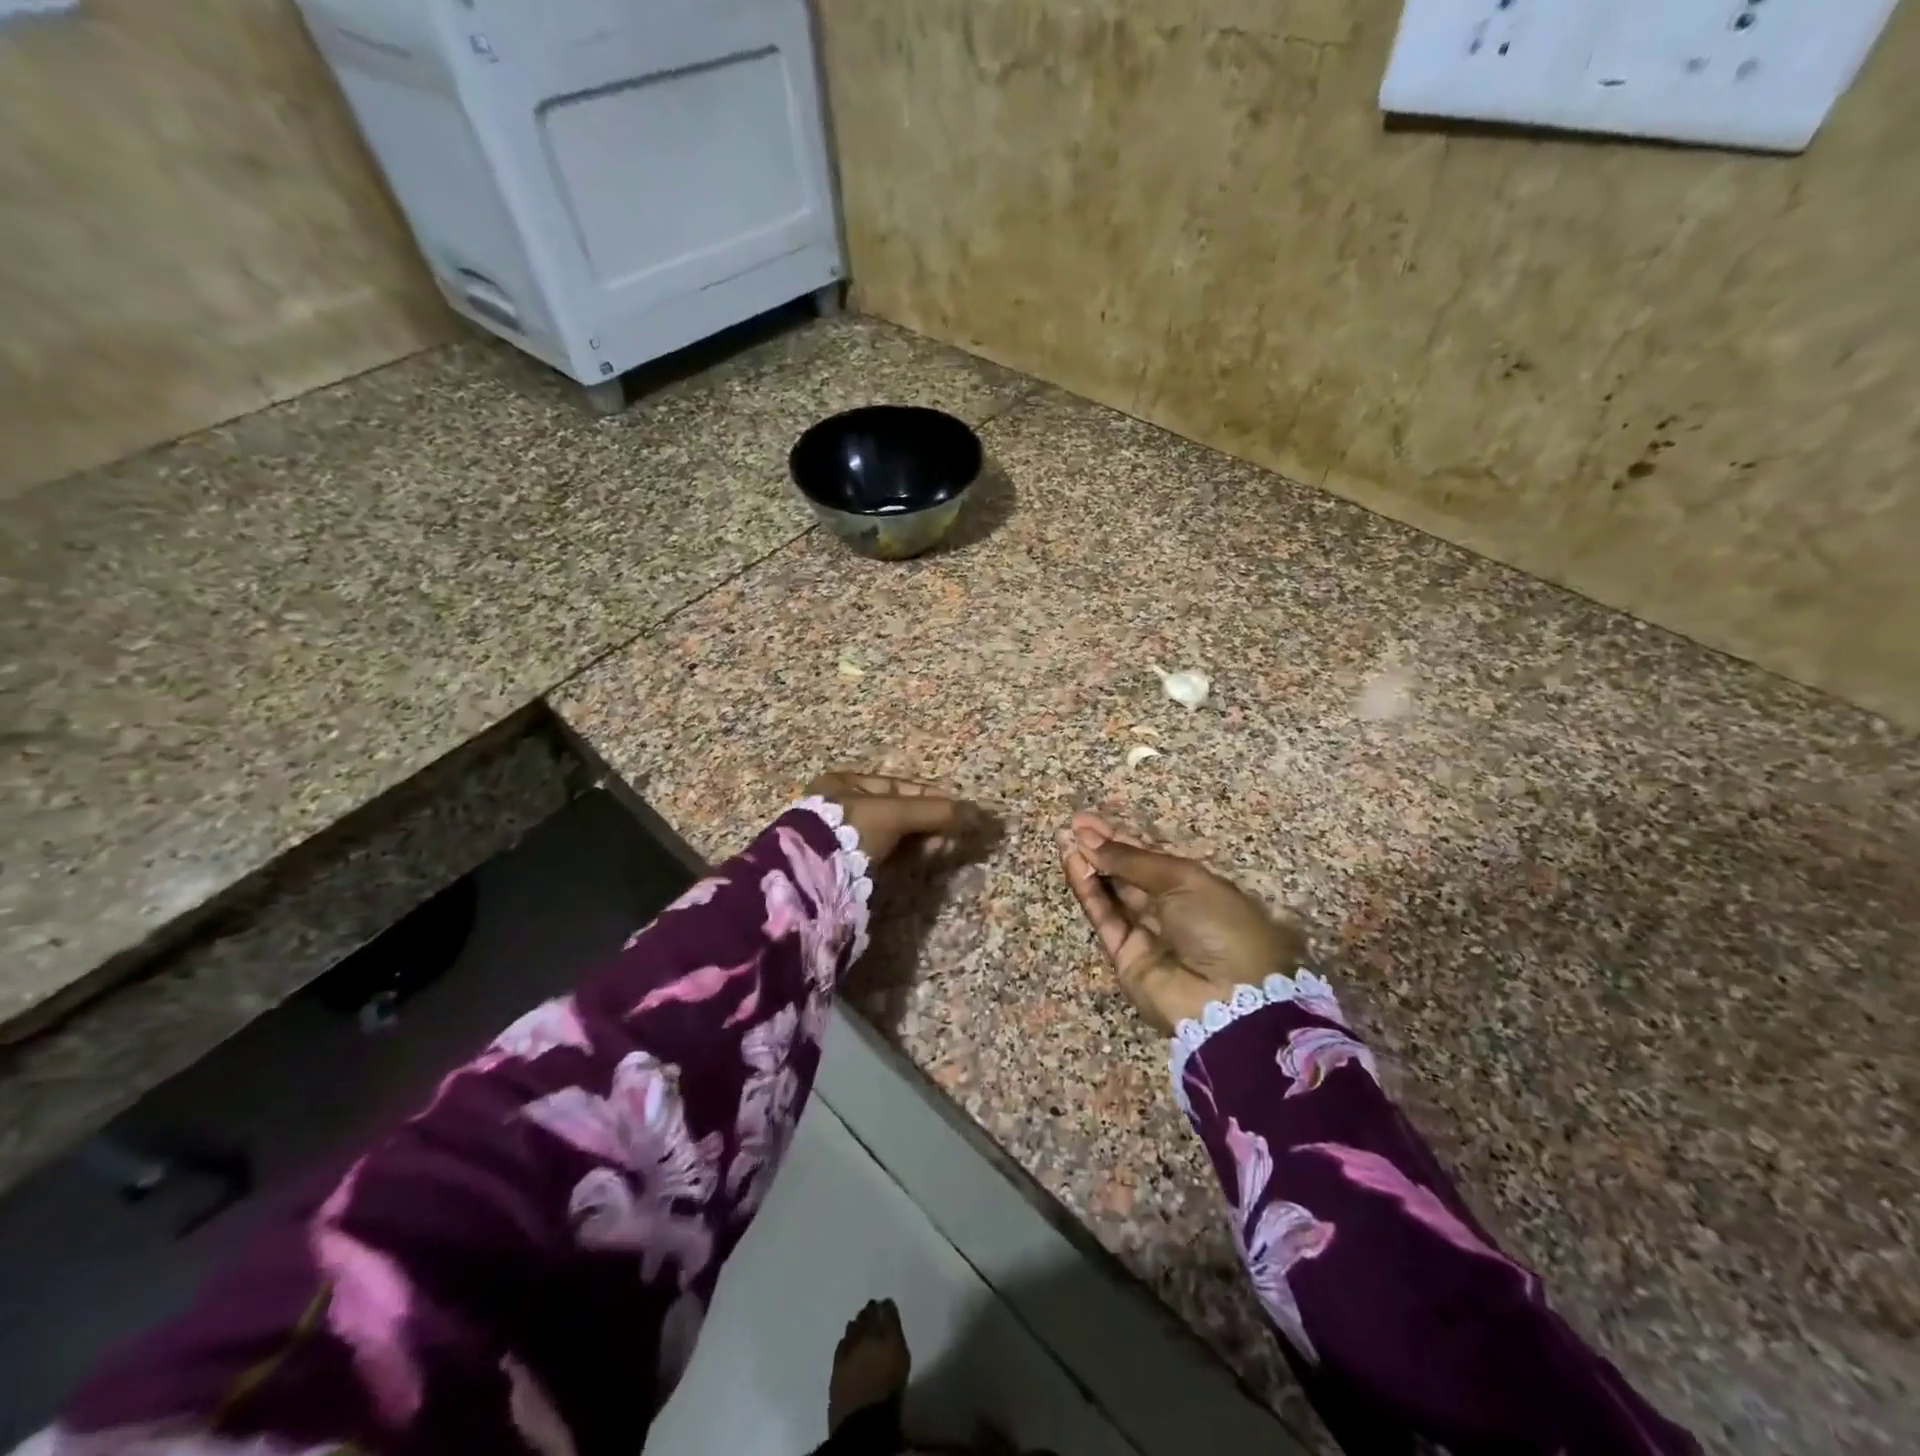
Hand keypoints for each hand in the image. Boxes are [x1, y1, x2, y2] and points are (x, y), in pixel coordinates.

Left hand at [806, 771, 981, 866]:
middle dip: (928, 822)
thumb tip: (978, 812)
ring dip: (921, 842)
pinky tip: (925, 861)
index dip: (931, 796)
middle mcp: (841, 807)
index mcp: (845, 783)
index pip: (898, 786)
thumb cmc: (850, 830)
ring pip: (893, 836)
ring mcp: (843, 839)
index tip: (958, 809)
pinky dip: (907, 858)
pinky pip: (886, 857)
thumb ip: (935, 811)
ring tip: (945, 849)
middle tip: (954, 834)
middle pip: (897, 812)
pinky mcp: (848, 868)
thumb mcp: (894, 813)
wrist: (813, 878)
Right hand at [1057, 812, 1305, 1032]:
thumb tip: (1091, 840)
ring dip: (1088, 865)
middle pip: (1128, 872)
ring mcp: (1145, 932)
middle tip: (1073, 824)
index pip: (1151, 855)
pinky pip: (1103, 916)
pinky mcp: (1124, 955)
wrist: (1228, 998)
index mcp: (1195, 885)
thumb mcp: (1183, 880)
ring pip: (1111, 892)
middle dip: (1101, 847)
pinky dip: (1087, 890)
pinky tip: (1073, 864)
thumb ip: (1132, 860)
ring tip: (1065, 839)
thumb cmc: (1219, 924)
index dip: (1122, 836)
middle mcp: (1169, 907)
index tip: (1092, 820)